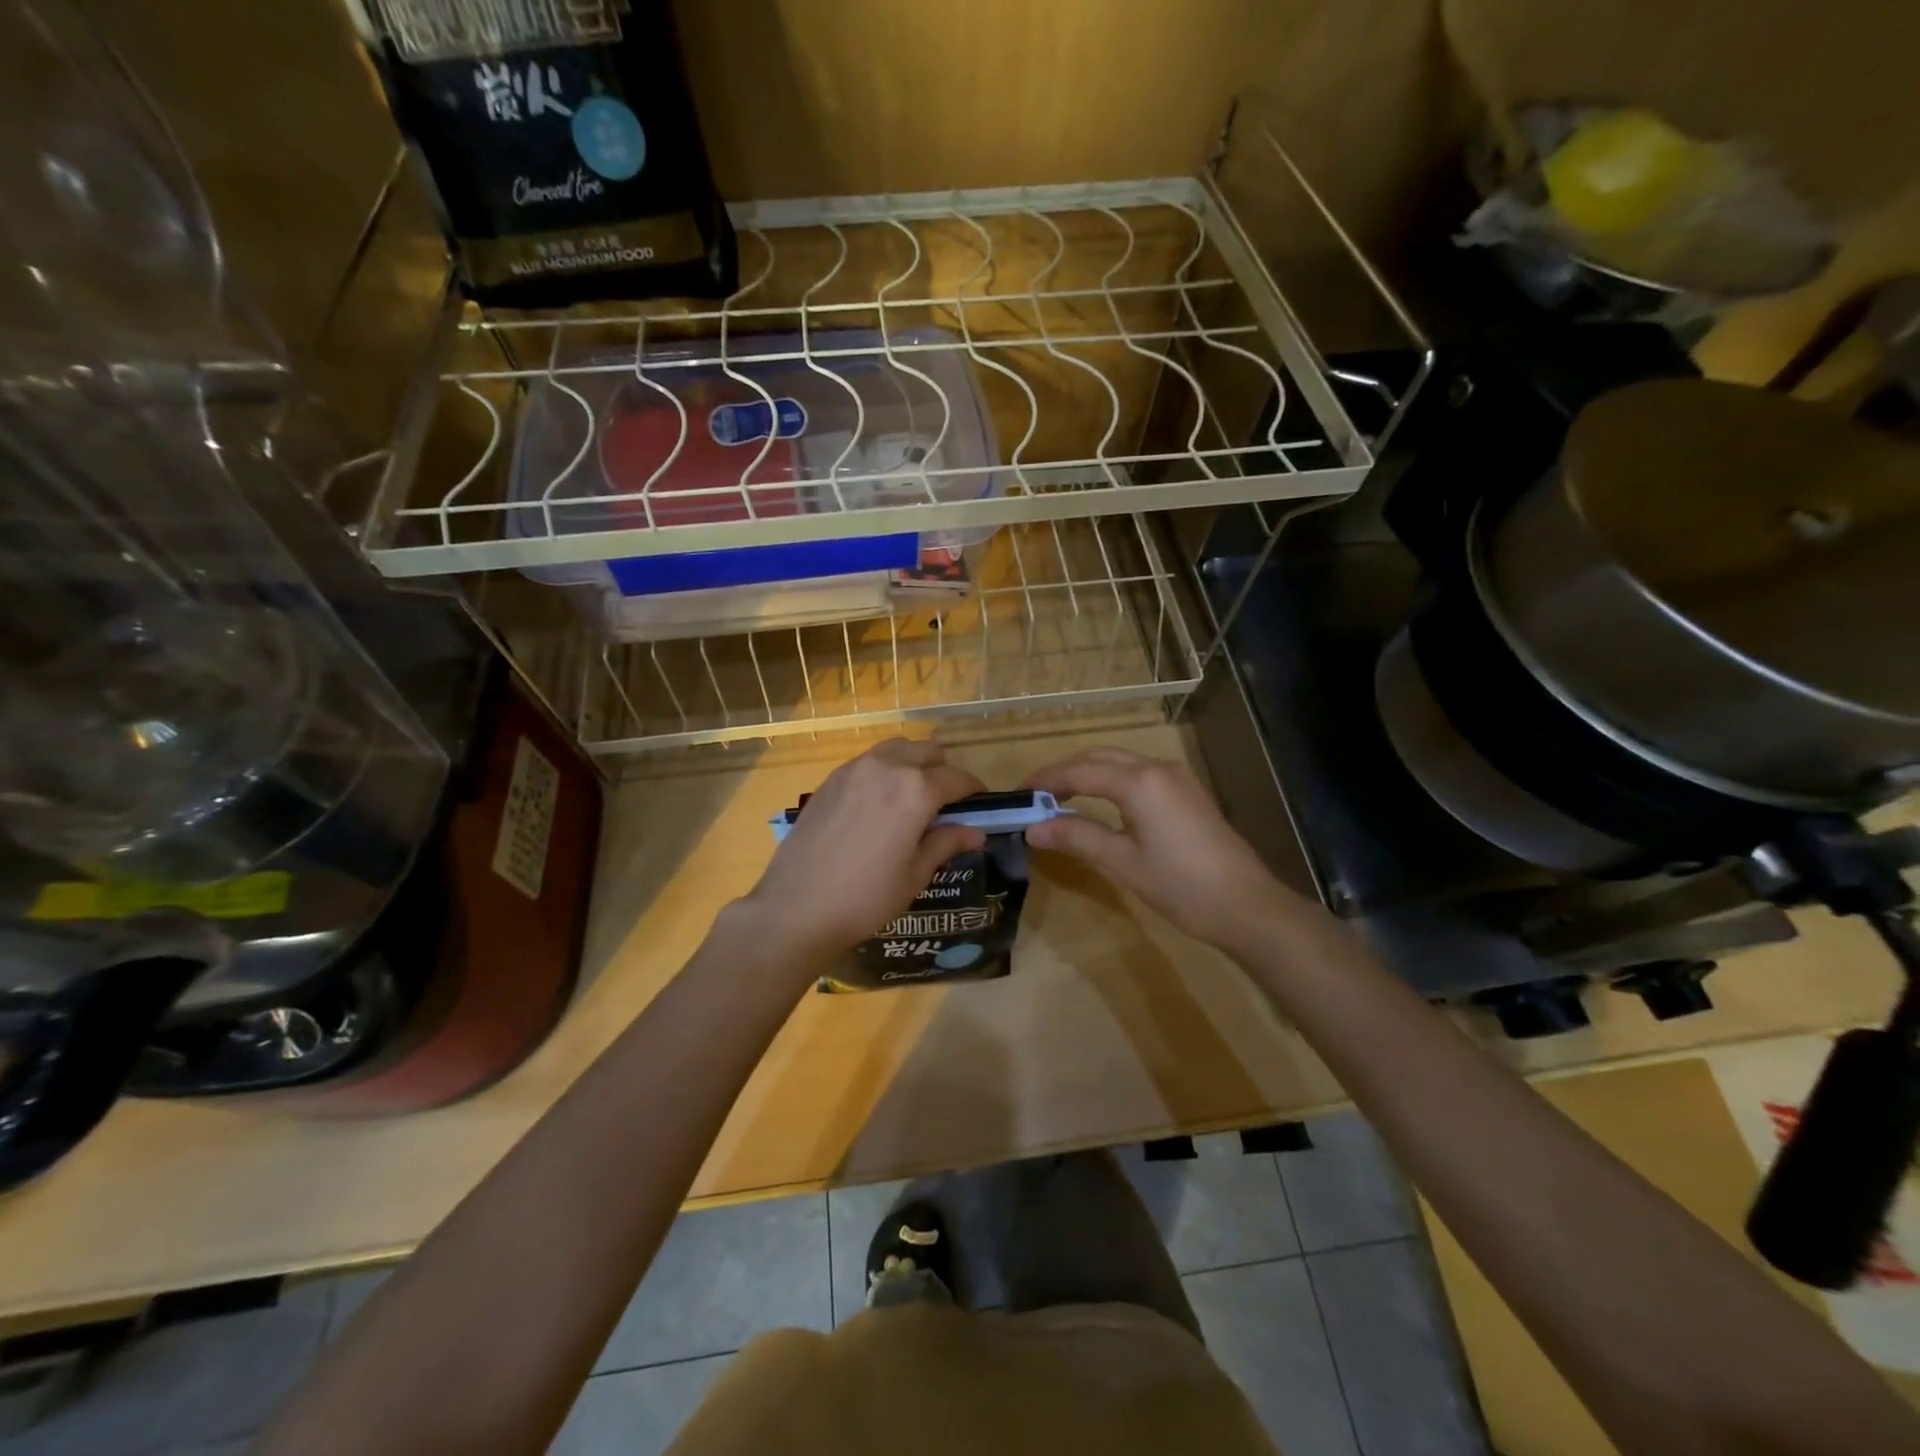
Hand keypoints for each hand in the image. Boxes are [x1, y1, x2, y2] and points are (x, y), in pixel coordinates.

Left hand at [739, 738, 985, 969]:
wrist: (796, 907)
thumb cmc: (866, 897)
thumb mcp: (915, 874)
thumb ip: (946, 843)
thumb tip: (975, 832)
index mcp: (915, 790)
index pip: (956, 778)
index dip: (973, 790)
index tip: (979, 804)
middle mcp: (886, 767)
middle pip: (926, 751)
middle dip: (942, 771)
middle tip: (944, 803)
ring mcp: (854, 770)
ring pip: (895, 749)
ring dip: (912, 764)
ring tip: (911, 798)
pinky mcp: (830, 780)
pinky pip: (868, 762)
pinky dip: (883, 771)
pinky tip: (878, 805)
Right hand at [1022, 747, 1294, 951]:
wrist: (1249, 906)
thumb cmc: (1182, 886)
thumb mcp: (1123, 863)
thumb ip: (1077, 838)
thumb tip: (1032, 828)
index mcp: (1139, 782)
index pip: (1079, 771)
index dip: (1046, 781)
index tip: (1018, 794)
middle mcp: (1157, 768)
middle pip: (1100, 758)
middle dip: (1066, 773)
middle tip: (1036, 797)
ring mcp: (1177, 778)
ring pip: (1122, 763)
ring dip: (1089, 774)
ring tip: (1061, 800)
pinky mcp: (1188, 793)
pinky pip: (1139, 775)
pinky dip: (1112, 782)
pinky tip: (1101, 805)